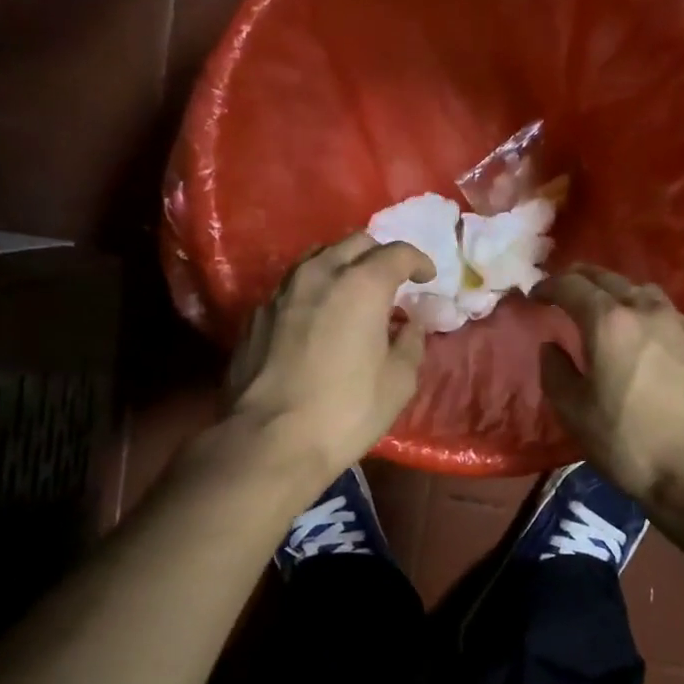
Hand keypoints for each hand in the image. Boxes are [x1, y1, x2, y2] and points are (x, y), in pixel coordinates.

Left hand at [227, 233, 435, 483]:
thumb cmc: (346, 411)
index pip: (397, 253)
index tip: (427, 279)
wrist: (270, 440)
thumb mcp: (398, 381)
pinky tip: (318, 318)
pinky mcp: (257, 314)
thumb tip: (410, 323)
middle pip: (355, 243)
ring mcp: (282, 291)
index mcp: (361, 284)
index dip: (418, 262)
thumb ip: (410, 341)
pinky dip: (314, 292)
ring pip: (318, 258)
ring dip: (342, 266)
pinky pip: (293, 287)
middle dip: (379, 256)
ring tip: (353, 293)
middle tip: (392, 282)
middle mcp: (319, 274)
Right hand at [536, 265, 683, 501]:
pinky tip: (639, 328)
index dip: (548, 287)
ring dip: (615, 289)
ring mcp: (677, 324)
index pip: (572, 286)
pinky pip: (663, 309)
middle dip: (580, 278)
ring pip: (640, 289)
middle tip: (562, 288)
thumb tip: (552, 347)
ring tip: (602, 304)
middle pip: (608, 279)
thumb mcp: (574, 412)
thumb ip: (555, 371)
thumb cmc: (628, 442)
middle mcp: (644, 310)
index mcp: (608, 322)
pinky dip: (641, 307)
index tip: (534, 295)